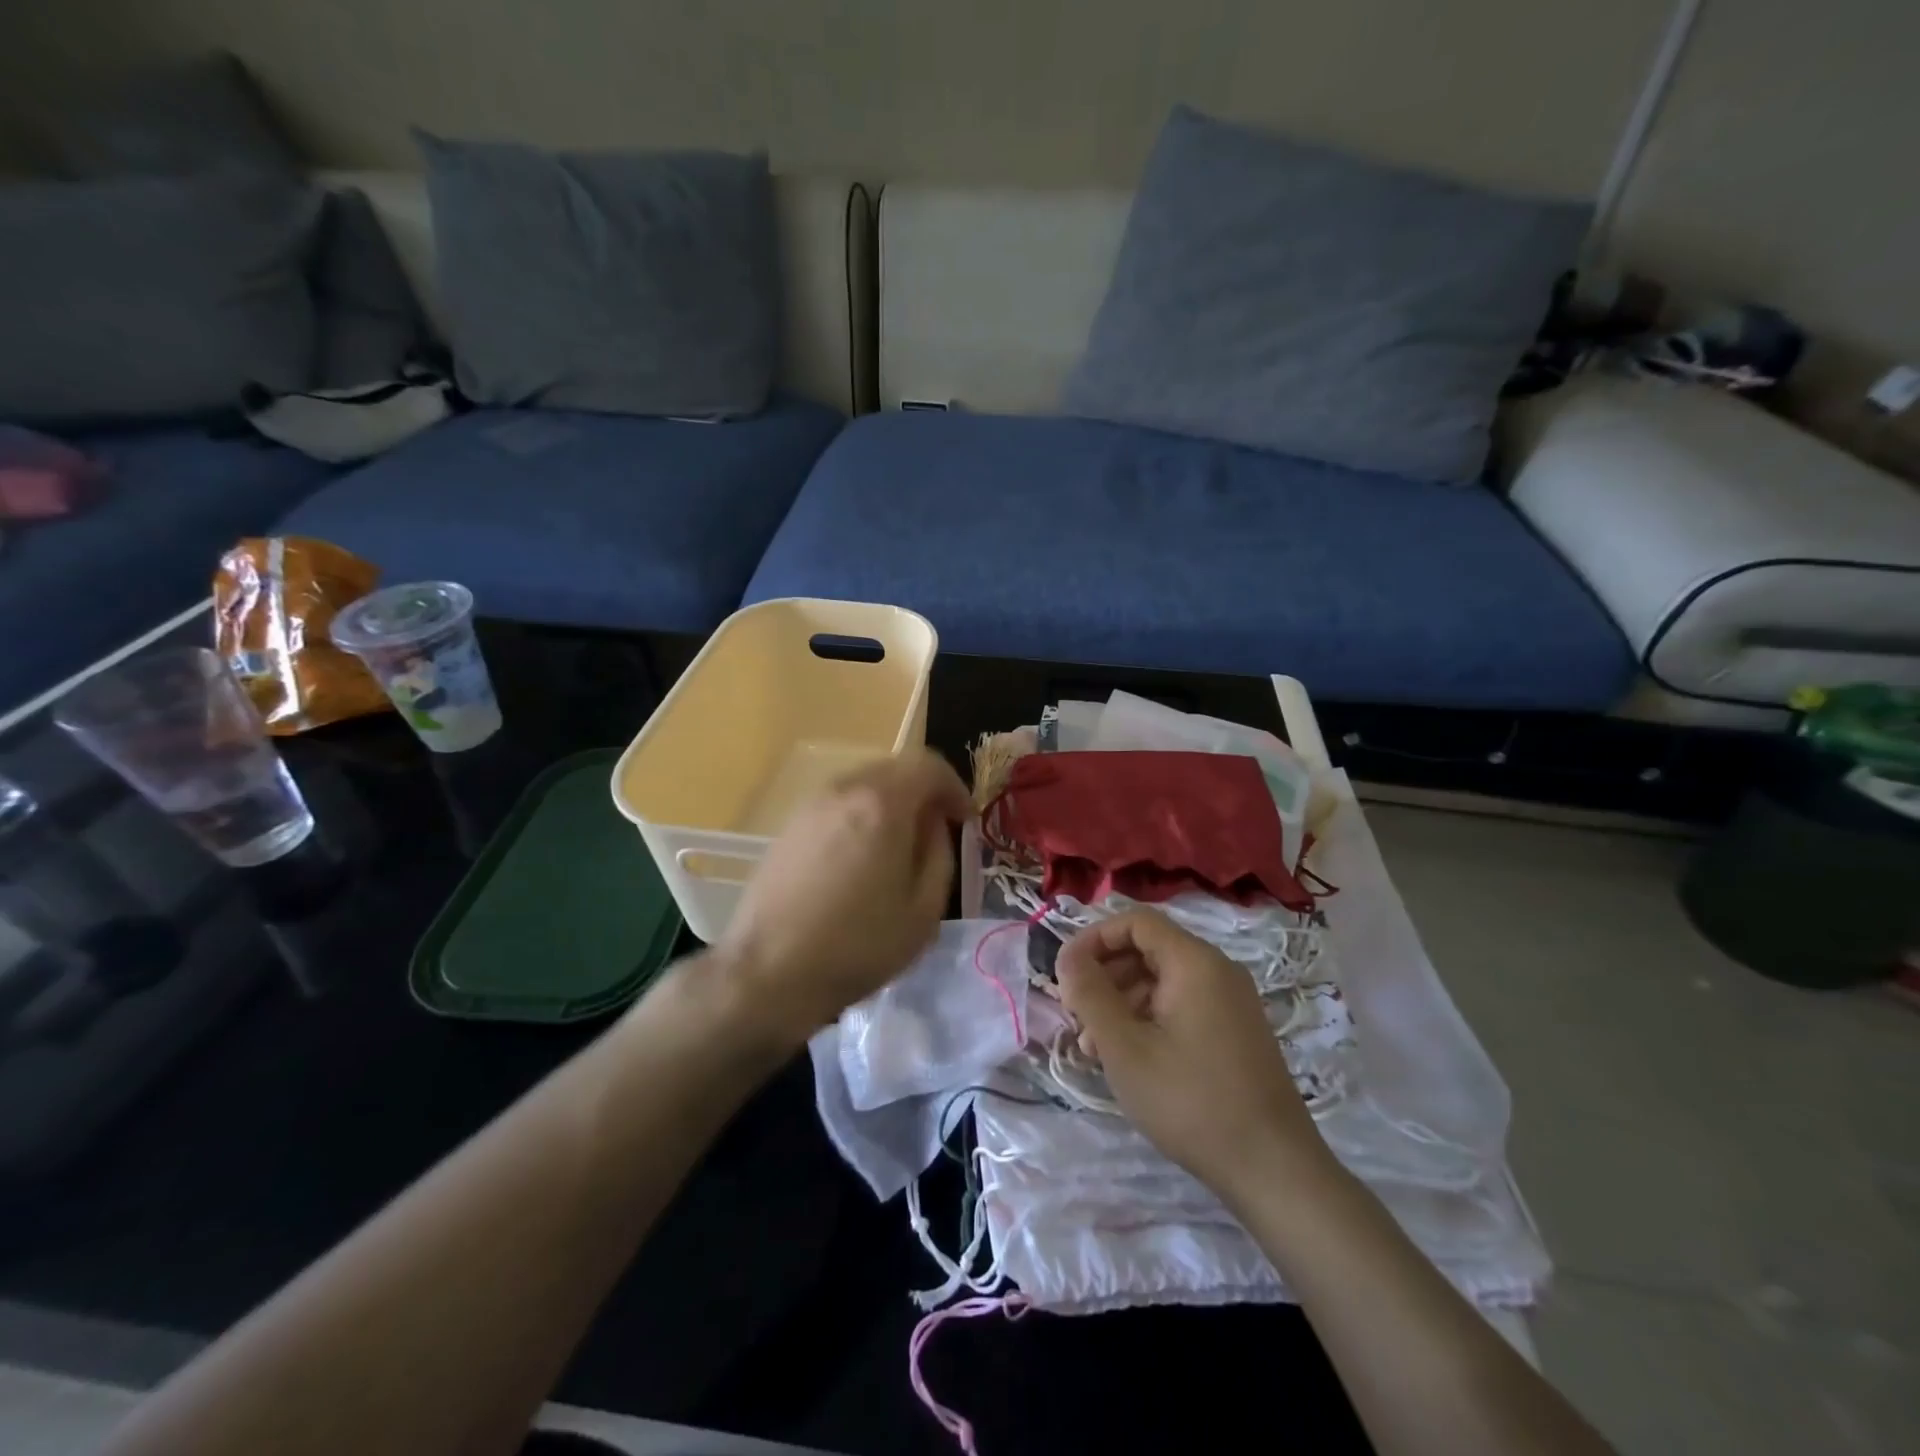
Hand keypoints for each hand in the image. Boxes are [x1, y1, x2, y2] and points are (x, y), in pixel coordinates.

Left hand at [712, 749, 970, 1047]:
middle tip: (937, 831)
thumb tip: (934, 826)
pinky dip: (861, 816)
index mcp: (882, 803)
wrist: (769, 972)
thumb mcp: (924, 909)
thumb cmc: (857, 945)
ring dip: (891, 804)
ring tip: (899, 847)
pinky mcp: (789, 826)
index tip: (964, 820)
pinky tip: (861, 859)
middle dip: (923, 792)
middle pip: (894, 768)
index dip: (954, 787)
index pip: (928, 765)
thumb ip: (940, 854)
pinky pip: (838, 804)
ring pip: (864, 784)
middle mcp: (844, 790)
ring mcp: (810, 805)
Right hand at [1054, 910, 1336, 1202]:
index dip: (1094, 938)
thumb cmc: (1190, 1100)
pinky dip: (1148, 1019)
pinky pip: (1181, 1005)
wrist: (1273, 1169)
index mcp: (1194, 962)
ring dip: (1121, 1001)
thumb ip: (1090, 994)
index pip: (1136, 921)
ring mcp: (1231, 1002)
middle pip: (1148, 949)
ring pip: (1162, 980)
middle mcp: (1217, 970)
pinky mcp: (1235, 1031)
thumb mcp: (1124, 1047)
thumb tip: (1068, 959)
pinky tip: (1127, 1058)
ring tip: (1093, 1046)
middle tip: (1075, 1014)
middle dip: (1105, 974)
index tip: (1064, 972)